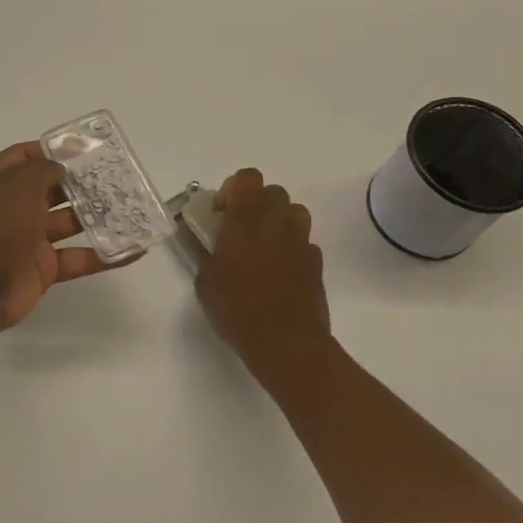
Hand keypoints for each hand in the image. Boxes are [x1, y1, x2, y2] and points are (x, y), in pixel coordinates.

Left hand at [0, 142, 123, 337]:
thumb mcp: (19, 184)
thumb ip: (44, 169)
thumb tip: (60, 167)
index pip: (26, 156)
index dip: (53, 150)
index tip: (86, 149)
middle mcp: (11, 205)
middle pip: (51, 188)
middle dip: (81, 183)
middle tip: (116, 177)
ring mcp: (26, 238)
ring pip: (67, 222)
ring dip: (96, 216)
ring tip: (130, 207)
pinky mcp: (42, 268)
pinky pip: (76, 257)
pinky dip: (102, 255)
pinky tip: (133, 249)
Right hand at [196, 168, 330, 379]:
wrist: (286, 345)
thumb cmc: (238, 311)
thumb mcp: (205, 283)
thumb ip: (206, 255)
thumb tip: (207, 245)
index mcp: (245, 221)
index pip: (247, 178)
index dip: (233, 188)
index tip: (222, 212)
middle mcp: (276, 223)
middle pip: (273, 191)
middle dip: (257, 203)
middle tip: (241, 229)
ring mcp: (301, 241)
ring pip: (294, 212)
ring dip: (279, 221)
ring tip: (264, 246)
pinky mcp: (317, 263)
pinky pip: (304, 242)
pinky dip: (292, 248)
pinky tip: (280, 272)